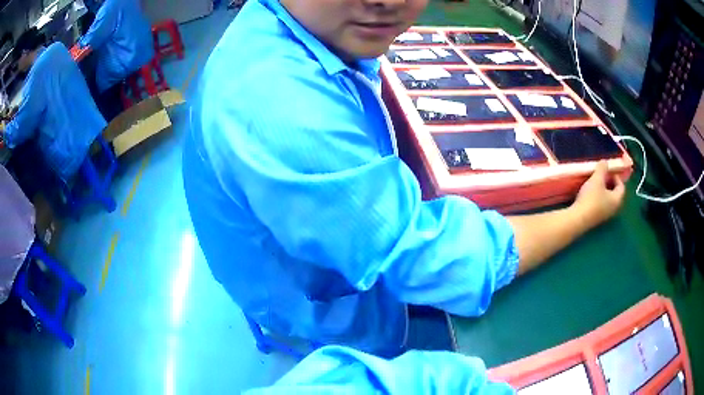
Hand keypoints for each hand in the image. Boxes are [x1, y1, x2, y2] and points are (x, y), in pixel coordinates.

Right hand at [571, 160, 625, 228]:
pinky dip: (598, 198)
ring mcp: (605, 215)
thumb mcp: (596, 179)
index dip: (616, 176)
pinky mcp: (596, 218)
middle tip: (602, 176)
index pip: (621, 186)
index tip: (607, 170)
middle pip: (615, 193)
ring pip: (607, 200)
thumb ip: (602, 169)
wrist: (578, 218)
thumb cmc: (591, 198)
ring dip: (603, 191)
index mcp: (617, 199)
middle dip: (610, 183)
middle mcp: (613, 208)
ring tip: (595, 183)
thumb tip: (605, 162)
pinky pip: (601, 205)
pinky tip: (589, 194)